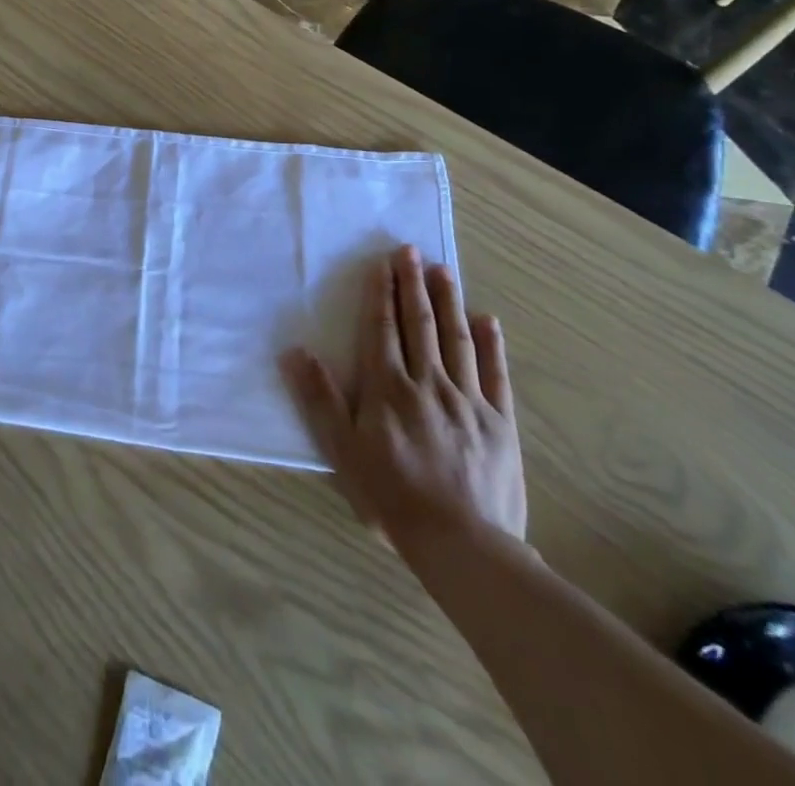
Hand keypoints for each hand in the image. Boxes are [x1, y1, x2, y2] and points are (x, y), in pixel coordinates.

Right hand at [281, 245, 524, 560]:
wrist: (463, 544)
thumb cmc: (392, 497)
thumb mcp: (342, 451)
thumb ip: (320, 399)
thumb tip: (294, 351)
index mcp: (388, 387)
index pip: (382, 329)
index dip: (380, 294)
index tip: (382, 264)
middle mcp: (428, 382)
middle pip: (419, 324)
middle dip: (412, 284)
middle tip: (410, 251)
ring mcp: (468, 400)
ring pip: (456, 339)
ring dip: (448, 301)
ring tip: (443, 270)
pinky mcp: (500, 422)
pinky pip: (495, 374)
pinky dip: (491, 345)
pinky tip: (488, 320)